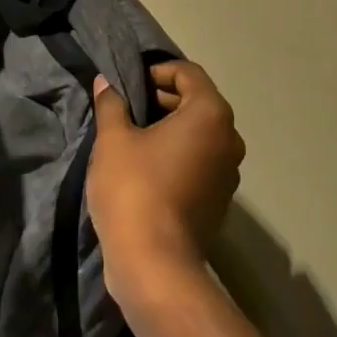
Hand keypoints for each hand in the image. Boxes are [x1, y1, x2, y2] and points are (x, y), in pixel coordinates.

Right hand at [88, 60, 245, 311]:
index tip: (131, 82)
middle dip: (164, 98)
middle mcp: (229, 137)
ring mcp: (230, 171)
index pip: (188, 73)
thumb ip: (112, 105)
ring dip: (172, 127)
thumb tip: (107, 82)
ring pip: (201, 133)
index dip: (158, 71)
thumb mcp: (114, 140)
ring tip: (136, 135)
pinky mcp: (221, 199)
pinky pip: (202, 160)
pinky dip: (181, 154)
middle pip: (198, 101)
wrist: (155, 265)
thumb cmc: (134, 190)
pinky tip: (150, 166)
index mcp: (210, 113)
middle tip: (129, 107)